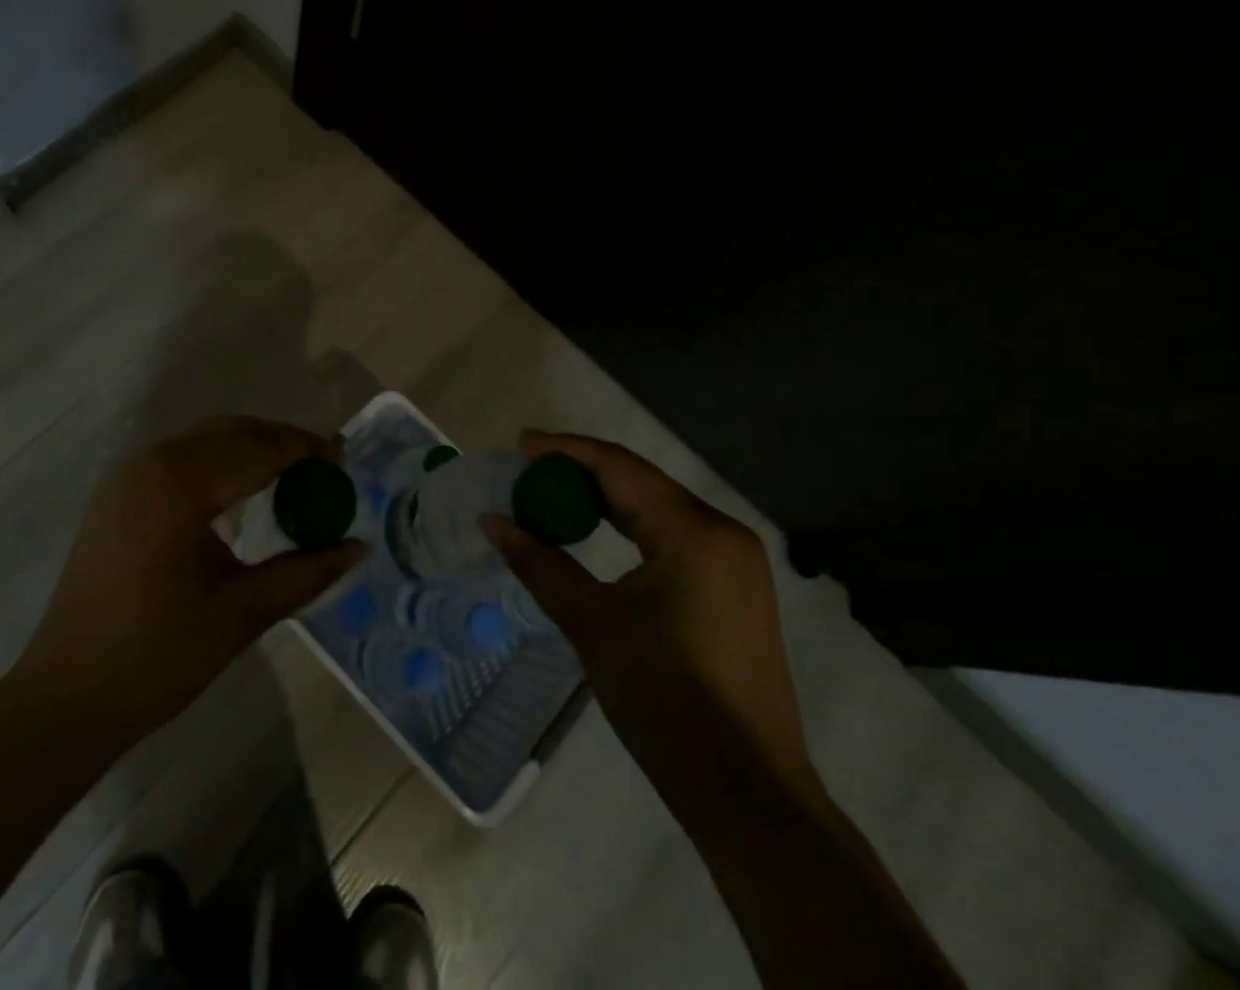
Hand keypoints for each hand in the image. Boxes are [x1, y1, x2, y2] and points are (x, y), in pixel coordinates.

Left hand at [17, 417, 366, 753]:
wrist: (66, 697)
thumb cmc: (158, 656)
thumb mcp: (242, 613)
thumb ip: (305, 573)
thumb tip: (358, 547)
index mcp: (180, 484)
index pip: (258, 450)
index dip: (305, 449)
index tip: (343, 457)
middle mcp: (152, 462)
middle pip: (230, 432)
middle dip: (279, 442)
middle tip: (321, 465)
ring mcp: (128, 476)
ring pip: (203, 441)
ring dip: (248, 448)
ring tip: (289, 475)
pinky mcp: (116, 494)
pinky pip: (179, 459)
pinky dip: (217, 463)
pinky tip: (237, 493)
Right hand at [482, 429, 815, 814]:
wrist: (747, 794)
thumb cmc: (665, 699)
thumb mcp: (592, 623)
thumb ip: (540, 562)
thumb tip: (492, 521)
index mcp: (694, 531)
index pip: (618, 467)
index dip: (565, 451)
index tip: (520, 445)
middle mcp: (722, 532)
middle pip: (639, 482)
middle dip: (581, 474)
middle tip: (527, 473)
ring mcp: (735, 562)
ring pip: (656, 508)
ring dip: (603, 501)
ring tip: (551, 499)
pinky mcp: (733, 589)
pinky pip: (672, 536)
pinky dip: (628, 528)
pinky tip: (596, 534)